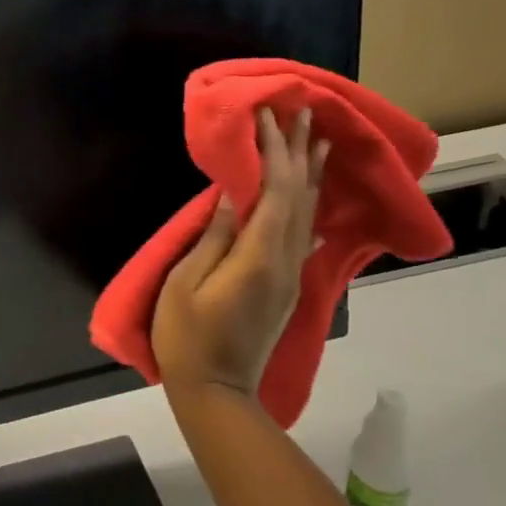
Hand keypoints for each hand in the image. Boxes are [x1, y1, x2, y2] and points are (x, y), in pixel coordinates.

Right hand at [152, 106, 328, 395]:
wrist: (216, 393)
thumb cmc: (188, 336)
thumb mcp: (186, 283)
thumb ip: (213, 238)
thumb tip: (232, 196)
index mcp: (259, 257)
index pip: (273, 191)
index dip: (273, 150)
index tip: (268, 115)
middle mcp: (285, 261)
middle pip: (299, 197)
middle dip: (300, 152)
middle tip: (304, 113)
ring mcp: (290, 276)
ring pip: (308, 216)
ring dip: (312, 176)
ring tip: (320, 142)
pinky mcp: (285, 287)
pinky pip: (303, 237)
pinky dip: (309, 212)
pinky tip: (315, 206)